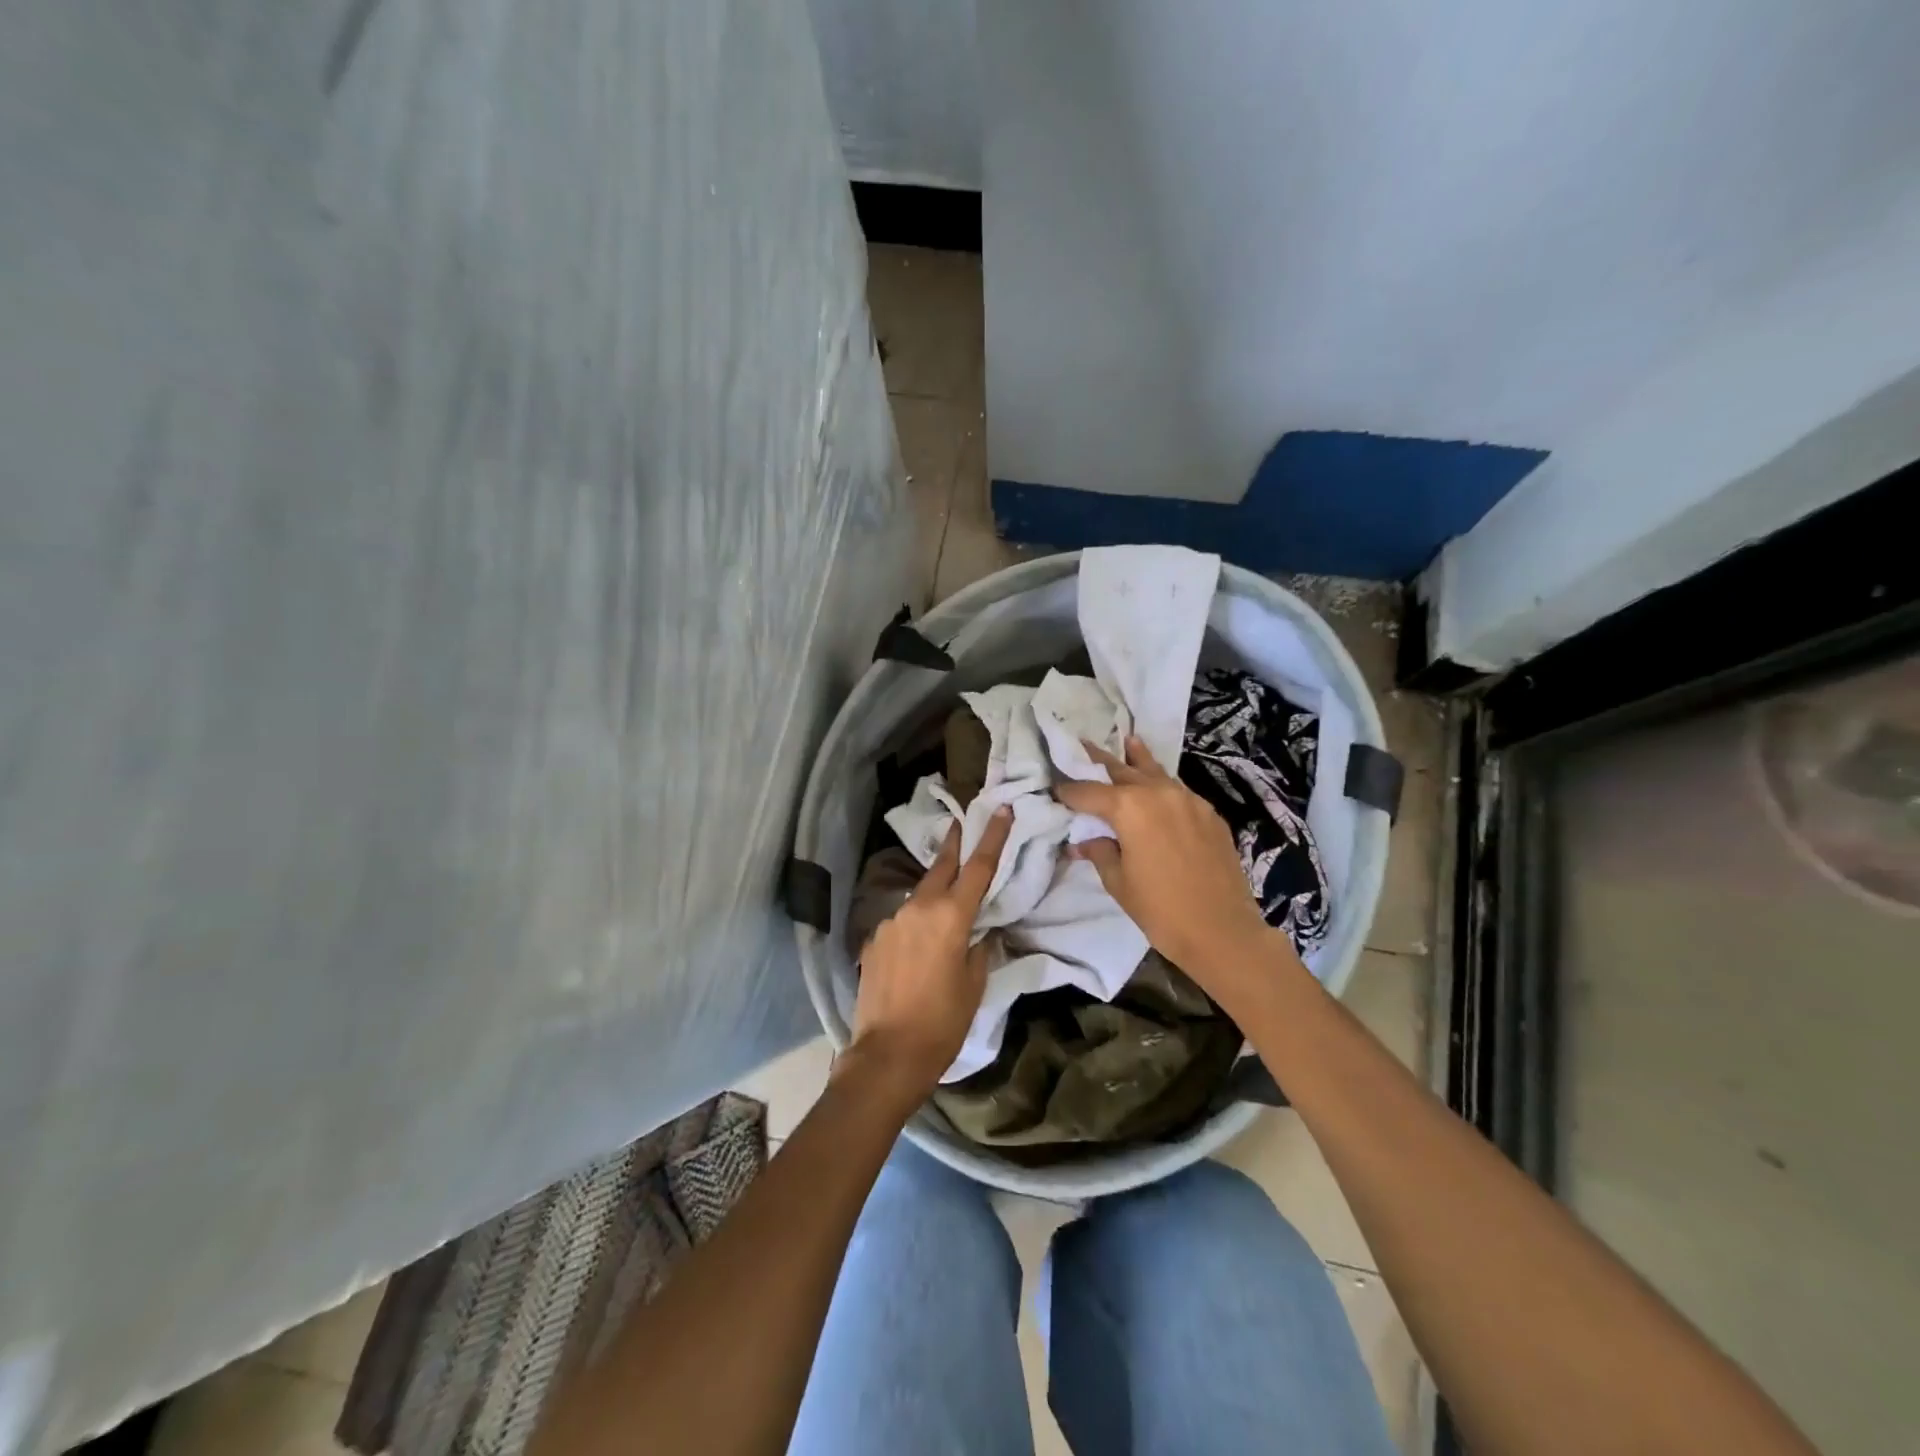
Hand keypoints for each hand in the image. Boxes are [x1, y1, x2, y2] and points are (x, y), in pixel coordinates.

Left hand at [845, 808, 1012, 1098]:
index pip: (978, 867)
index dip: (992, 836)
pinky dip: (914, 925)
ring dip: (934, 894)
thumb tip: (982, 931)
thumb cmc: (942, 1022)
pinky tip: (917, 949)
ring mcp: (891, 922)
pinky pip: (901, 923)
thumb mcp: (974, 985)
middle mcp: (918, 909)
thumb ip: (980, 948)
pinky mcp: (873, 939)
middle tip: (963, 821)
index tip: (1000, 809)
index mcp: (951, 917)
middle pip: (942, 867)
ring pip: (920, 897)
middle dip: (955, 843)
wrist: (886, 1055)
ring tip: (944, 910)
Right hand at [1055, 736, 1282, 993]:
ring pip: (1155, 772)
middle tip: (1081, 745)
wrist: (1222, 930)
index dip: (1068, 791)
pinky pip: (1177, 790)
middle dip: (1099, 761)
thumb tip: (1083, 840)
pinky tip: (1158, 785)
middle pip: (1122, 770)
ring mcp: (1188, 800)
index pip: (1088, 792)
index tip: (1053, 787)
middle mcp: (1158, 793)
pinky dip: (1161, 784)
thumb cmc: (1160, 910)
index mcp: (1129, 808)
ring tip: (1128, 741)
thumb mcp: (1119, 882)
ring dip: (1137, 760)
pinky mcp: (1209, 813)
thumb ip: (1099, 852)